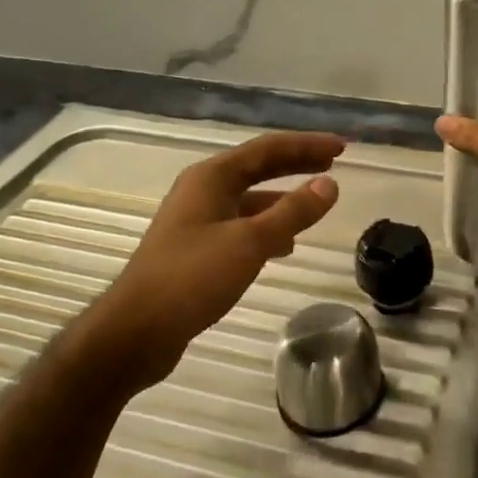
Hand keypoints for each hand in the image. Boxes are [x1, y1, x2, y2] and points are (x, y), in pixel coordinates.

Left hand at [92, 132, 343, 386]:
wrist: (136, 331)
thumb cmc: (192, 277)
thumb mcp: (250, 242)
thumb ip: (293, 212)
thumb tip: (330, 183)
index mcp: (212, 177)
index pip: (268, 149)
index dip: (306, 145)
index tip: (341, 147)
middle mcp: (202, 190)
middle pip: (258, 168)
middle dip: (296, 164)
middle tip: (332, 163)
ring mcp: (196, 220)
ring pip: (249, 199)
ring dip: (282, 199)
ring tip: (314, 206)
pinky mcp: (195, 249)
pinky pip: (240, 225)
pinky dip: (266, 228)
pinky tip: (283, 246)